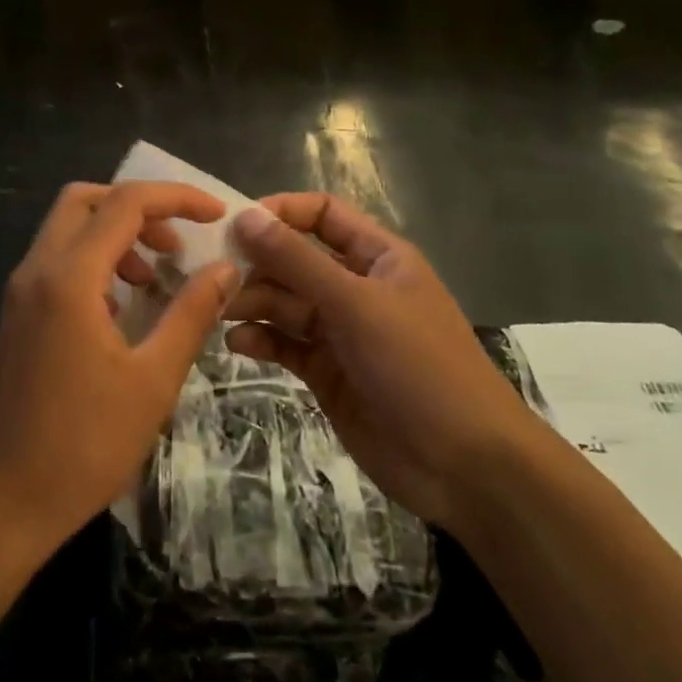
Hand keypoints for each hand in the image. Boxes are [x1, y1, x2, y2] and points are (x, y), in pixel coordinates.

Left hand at [0, 181, 237, 563]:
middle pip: (85, 200)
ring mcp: (21, 292)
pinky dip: (94, 260)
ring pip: (68, 228)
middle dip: (138, 207)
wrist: (3, 502)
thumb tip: (226, 268)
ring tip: (155, 277)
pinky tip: (122, 306)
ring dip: (115, 234)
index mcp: (69, 278)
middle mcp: (37, 270)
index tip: (216, 215)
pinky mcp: (17, 315)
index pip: (125, 204)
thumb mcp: (153, 380)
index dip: (176, 198)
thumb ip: (191, 314)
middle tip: (177, 242)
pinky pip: (57, 261)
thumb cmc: (84, 445)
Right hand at [225, 193, 532, 531]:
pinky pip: (285, 343)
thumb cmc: (419, 367)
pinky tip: (237, 344)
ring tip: (222, 312)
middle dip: (258, 264)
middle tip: (216, 276)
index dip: (280, 213)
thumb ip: (297, 261)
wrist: (465, 468)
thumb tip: (244, 217)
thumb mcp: (357, 305)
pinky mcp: (327, 372)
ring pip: (285, 302)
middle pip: (295, 259)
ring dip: (253, 303)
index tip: (236, 225)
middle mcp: (356, 287)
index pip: (321, 214)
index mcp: (377, 257)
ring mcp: (341, 331)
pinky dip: (261, 339)